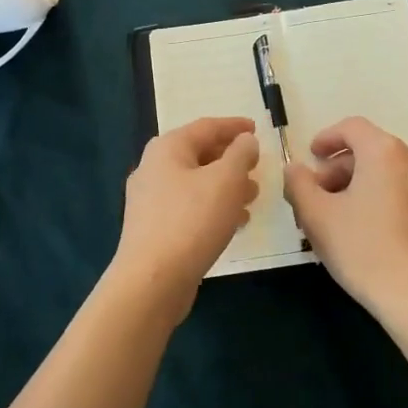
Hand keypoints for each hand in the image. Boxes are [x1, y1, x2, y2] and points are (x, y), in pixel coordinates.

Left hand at [111, 117, 258, 319]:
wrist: (152, 281)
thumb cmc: (192, 221)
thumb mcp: (226, 180)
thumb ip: (241, 154)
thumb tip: (246, 140)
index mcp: (167, 149)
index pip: (206, 127)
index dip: (234, 126)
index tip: (257, 129)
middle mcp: (154, 168)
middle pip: (199, 154)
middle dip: (231, 159)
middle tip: (257, 166)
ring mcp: (150, 201)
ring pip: (196, 183)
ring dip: (226, 186)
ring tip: (253, 196)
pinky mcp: (154, 229)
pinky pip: (190, 207)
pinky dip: (213, 207)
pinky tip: (234, 222)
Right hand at [283, 116, 407, 325]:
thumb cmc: (363, 250)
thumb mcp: (317, 216)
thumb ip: (299, 184)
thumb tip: (294, 169)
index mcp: (385, 151)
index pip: (352, 128)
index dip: (327, 138)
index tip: (311, 157)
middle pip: (370, 149)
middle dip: (340, 168)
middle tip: (318, 194)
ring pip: (388, 170)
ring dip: (360, 182)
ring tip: (338, 213)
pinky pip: (405, 188)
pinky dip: (382, 195)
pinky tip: (366, 226)